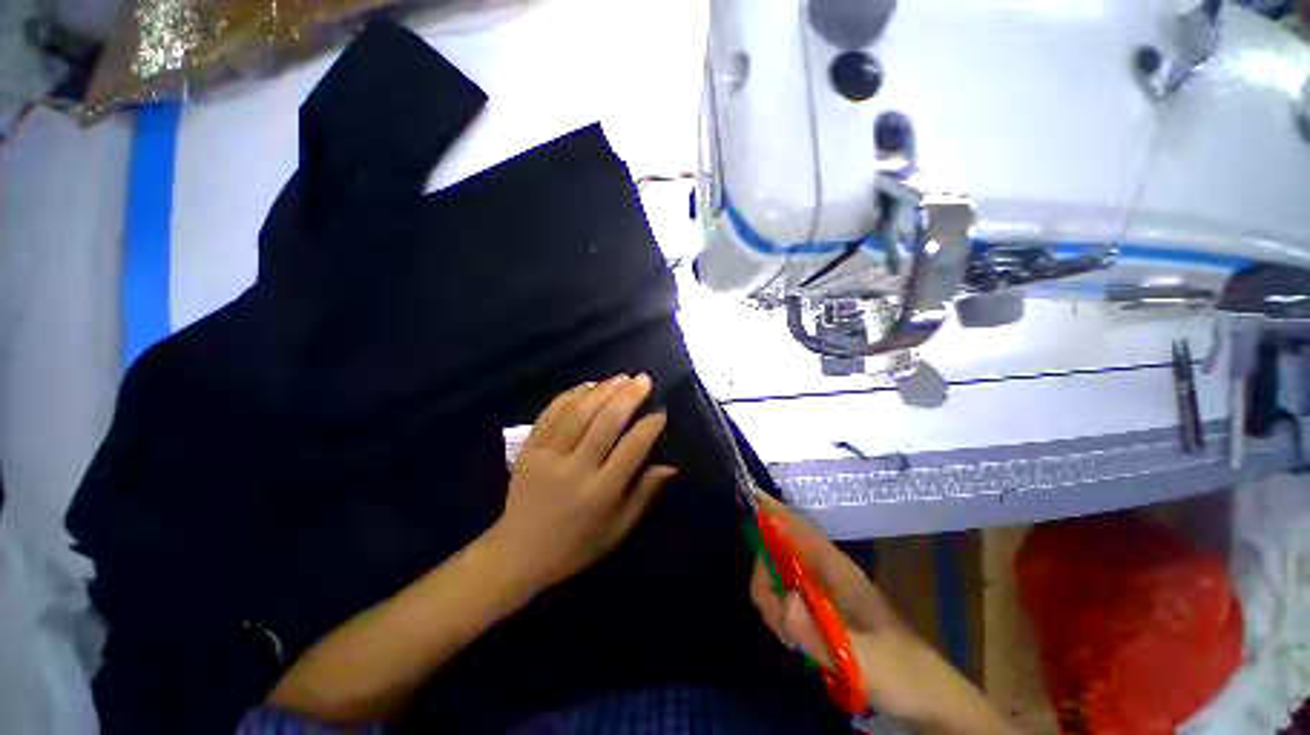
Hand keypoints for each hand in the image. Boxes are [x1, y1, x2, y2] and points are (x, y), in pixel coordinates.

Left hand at [488, 375, 677, 591]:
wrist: (517, 553)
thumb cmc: (575, 546)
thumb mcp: (617, 530)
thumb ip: (644, 495)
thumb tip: (671, 466)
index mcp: (600, 493)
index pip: (631, 449)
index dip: (649, 426)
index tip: (660, 412)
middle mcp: (575, 470)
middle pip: (605, 423)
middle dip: (628, 397)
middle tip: (643, 380)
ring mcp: (548, 457)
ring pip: (578, 413)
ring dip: (602, 390)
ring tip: (621, 377)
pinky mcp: (528, 449)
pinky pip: (550, 414)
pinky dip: (570, 395)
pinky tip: (588, 385)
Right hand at [750, 495, 1016, 732]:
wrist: (926, 698)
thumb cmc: (902, 670)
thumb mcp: (865, 659)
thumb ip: (821, 634)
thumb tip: (783, 600)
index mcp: (835, 568)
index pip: (796, 527)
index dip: (771, 509)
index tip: (745, 496)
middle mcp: (823, 571)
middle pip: (776, 554)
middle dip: (766, 581)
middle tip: (779, 621)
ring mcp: (820, 591)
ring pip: (776, 579)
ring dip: (774, 606)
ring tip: (797, 642)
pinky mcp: (818, 610)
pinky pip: (784, 601)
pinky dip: (781, 618)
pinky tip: (798, 643)